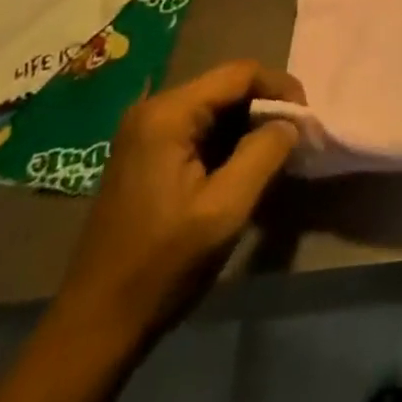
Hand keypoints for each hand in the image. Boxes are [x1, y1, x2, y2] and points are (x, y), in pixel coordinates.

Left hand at [56, 61, 301, 340]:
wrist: (94, 328)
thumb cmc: (162, 265)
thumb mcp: (225, 209)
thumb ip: (265, 153)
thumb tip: (290, 124)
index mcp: (168, 114)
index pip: (240, 73)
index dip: (280, 88)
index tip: (306, 120)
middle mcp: (153, 110)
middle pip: (226, 87)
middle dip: (265, 107)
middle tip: (294, 139)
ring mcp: (144, 133)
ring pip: (214, 108)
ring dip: (248, 125)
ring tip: (275, 154)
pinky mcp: (144, 155)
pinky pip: (198, 129)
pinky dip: (227, 141)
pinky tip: (242, 169)